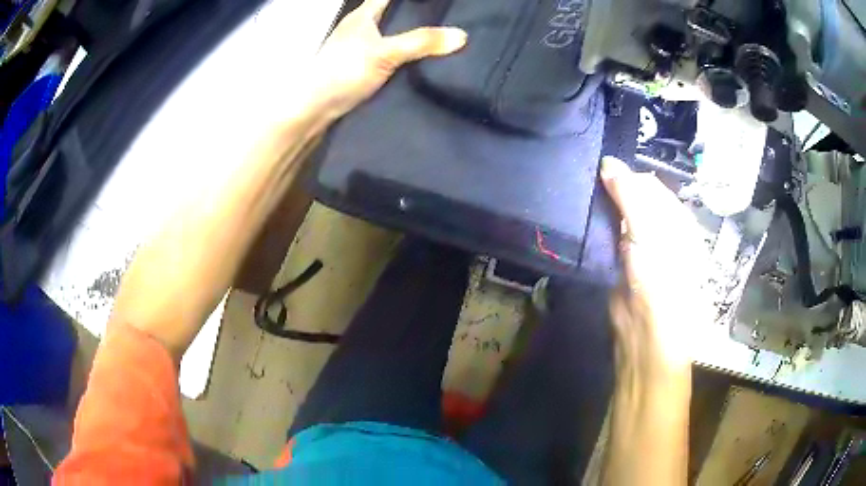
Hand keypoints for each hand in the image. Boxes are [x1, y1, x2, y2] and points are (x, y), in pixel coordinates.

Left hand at [310, 0, 466, 117]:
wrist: (313, 109)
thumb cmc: (342, 72)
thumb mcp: (385, 53)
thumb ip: (421, 43)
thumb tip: (461, 36)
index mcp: (362, 15)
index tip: (431, 1)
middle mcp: (358, 28)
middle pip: (389, 13)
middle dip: (412, 14)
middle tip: (439, 17)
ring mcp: (356, 49)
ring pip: (387, 34)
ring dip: (406, 34)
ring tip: (436, 37)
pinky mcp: (357, 68)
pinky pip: (386, 53)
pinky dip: (401, 54)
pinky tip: (416, 63)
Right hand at [601, 157, 708, 376]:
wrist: (647, 335)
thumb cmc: (662, 279)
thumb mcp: (650, 231)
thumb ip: (630, 196)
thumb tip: (607, 162)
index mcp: (677, 220)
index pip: (650, 186)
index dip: (627, 176)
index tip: (599, 171)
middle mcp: (661, 232)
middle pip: (634, 201)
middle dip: (613, 192)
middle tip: (586, 183)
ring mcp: (640, 250)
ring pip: (619, 219)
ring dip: (603, 210)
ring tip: (580, 198)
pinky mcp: (621, 266)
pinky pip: (608, 239)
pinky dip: (597, 230)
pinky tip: (583, 222)